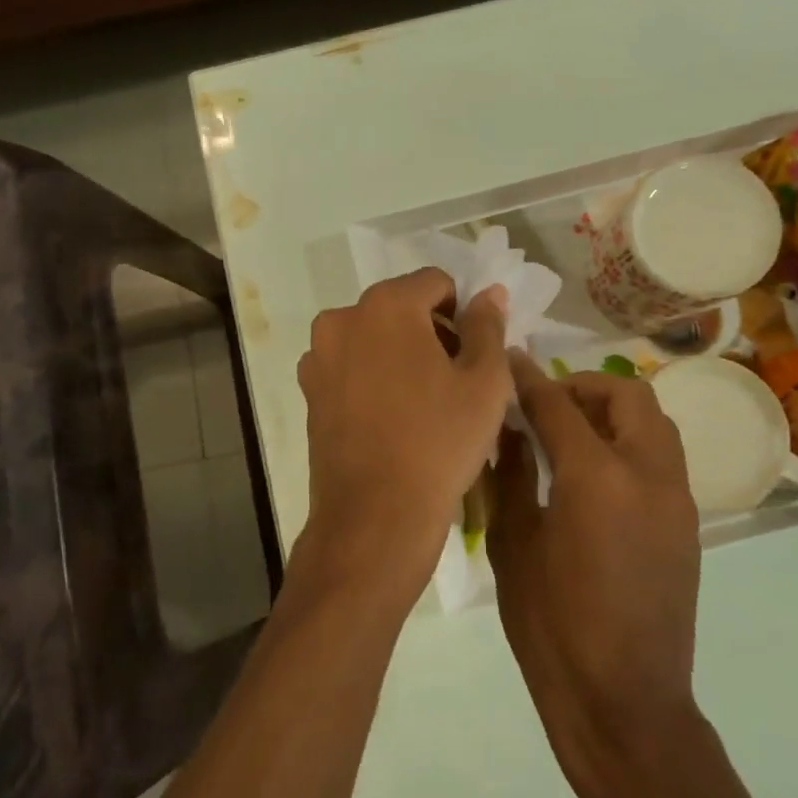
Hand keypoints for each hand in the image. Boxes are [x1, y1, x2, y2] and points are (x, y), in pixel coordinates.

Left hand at [296, 269, 510, 601]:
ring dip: (400, 355)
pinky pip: (351, 368)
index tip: (474, 353)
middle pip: (400, 308)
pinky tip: (392, 418)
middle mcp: (342, 319)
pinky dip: (373, 378)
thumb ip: (487, 326)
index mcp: (386, 305)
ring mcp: (319, 357)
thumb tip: (489, 293)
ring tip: (423, 403)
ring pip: (373, 338)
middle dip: (431, 332)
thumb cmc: (439, 442)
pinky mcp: (309, 392)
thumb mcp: (484, 382)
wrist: (375, 514)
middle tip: (455, 380)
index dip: (463, 312)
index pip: (435, 283)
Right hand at [489, 358, 703, 797]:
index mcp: (597, 477)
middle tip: (546, 404)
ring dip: (614, 411)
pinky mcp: (688, 523)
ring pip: (654, 422)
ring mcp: (677, 498)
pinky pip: (662, 457)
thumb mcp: (514, 544)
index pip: (559, 404)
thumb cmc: (552, 625)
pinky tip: (595, 475)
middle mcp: (648, 473)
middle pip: (627, 395)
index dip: (530, 378)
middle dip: (584, 385)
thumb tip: (507, 429)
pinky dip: (630, 443)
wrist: (623, 699)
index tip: (509, 360)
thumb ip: (511, 476)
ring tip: (571, 434)